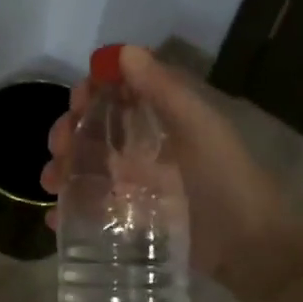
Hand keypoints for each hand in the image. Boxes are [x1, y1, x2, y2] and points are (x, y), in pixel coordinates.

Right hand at [41, 45, 297, 301]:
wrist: (250, 249)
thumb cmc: (226, 181)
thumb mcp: (199, 129)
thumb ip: (163, 90)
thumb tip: (123, 51)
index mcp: (163, 120)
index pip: (118, 94)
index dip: (92, 92)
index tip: (77, 102)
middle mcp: (146, 147)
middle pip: (94, 130)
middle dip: (69, 133)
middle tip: (60, 148)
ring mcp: (137, 186)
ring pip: (87, 168)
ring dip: (63, 169)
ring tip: (52, 182)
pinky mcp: (132, 221)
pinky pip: (93, 210)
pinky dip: (70, 211)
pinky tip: (56, 218)